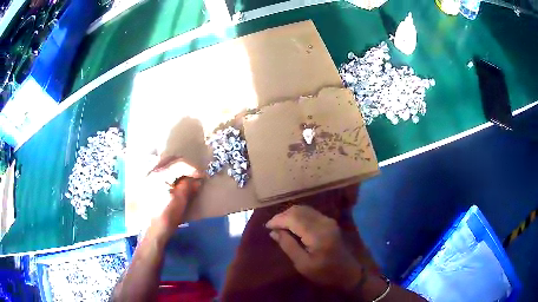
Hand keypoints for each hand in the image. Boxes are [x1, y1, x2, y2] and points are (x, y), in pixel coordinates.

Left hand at [148, 155, 203, 231]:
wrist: (151, 230)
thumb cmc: (166, 216)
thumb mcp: (180, 200)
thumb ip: (188, 186)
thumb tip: (197, 180)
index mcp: (159, 174)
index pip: (180, 164)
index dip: (193, 168)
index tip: (202, 176)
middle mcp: (152, 171)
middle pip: (171, 159)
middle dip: (185, 165)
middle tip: (195, 174)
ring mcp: (148, 177)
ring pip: (165, 164)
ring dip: (177, 167)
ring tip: (186, 177)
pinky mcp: (147, 183)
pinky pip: (161, 171)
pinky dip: (170, 172)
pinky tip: (175, 182)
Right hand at [266, 205, 363, 290]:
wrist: (348, 272)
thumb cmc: (324, 272)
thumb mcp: (303, 264)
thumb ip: (288, 246)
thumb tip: (273, 232)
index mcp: (317, 234)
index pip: (293, 218)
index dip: (278, 220)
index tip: (267, 227)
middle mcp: (324, 222)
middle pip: (299, 210)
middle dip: (282, 216)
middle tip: (272, 226)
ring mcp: (328, 220)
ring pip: (304, 209)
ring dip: (290, 214)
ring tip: (279, 225)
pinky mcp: (330, 222)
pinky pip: (310, 213)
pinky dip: (298, 216)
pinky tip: (292, 225)